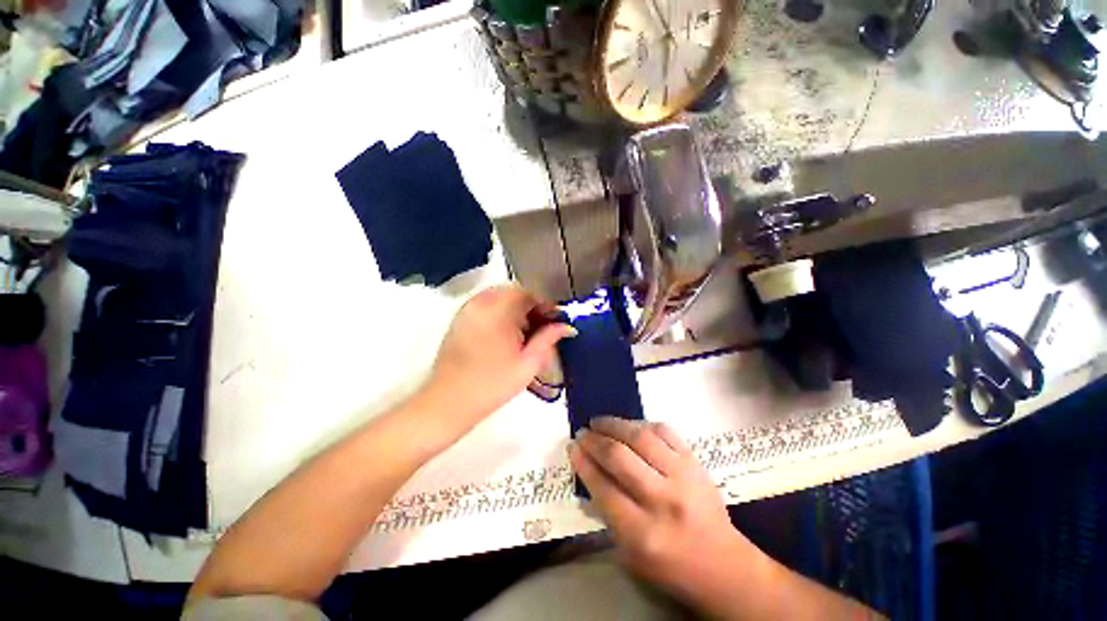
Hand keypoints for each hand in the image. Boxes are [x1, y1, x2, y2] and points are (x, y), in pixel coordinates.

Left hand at [424, 284, 575, 432]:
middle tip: (543, 326)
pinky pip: (485, 305)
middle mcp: (480, 303)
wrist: (448, 403)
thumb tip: (567, 327)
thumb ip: (548, 339)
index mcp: (498, 311)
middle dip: (531, 306)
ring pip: (499, 297)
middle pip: (513, 292)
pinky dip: (500, 312)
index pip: (528, 294)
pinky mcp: (459, 319)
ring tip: (526, 332)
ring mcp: (467, 310)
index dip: (545, 305)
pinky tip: (506, 334)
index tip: (556, 321)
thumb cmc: (492, 385)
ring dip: (516, 309)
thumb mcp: (528, 363)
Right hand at [569, 417, 756, 611]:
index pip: (603, 487)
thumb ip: (607, 511)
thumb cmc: (670, 565)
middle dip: (594, 440)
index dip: (583, 462)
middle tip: (583, 432)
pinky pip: (664, 431)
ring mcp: (682, 477)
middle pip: (619, 457)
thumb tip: (588, 468)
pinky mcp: (695, 462)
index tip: (573, 447)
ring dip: (614, 425)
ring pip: (640, 437)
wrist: (722, 564)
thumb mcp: (629, 552)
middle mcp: (662, 500)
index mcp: (642, 533)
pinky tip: (630, 426)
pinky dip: (642, 424)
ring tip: (600, 422)